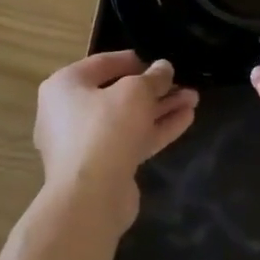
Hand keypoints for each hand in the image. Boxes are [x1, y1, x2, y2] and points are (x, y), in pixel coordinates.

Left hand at [34, 51, 197, 234]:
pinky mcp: (102, 167)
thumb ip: (153, 77)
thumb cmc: (105, 129)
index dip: (135, 60)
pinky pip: (131, 140)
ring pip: (128, 119)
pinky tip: (186, 118)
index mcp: (66, 85)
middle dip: (155, 89)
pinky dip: (156, 129)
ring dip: (160, 108)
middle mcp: (69, 112)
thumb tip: (164, 68)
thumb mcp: (135, 92)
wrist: (89, 199)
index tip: (161, 63)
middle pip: (118, 93)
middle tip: (183, 83)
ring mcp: (85, 143)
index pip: (103, 63)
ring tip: (193, 99)